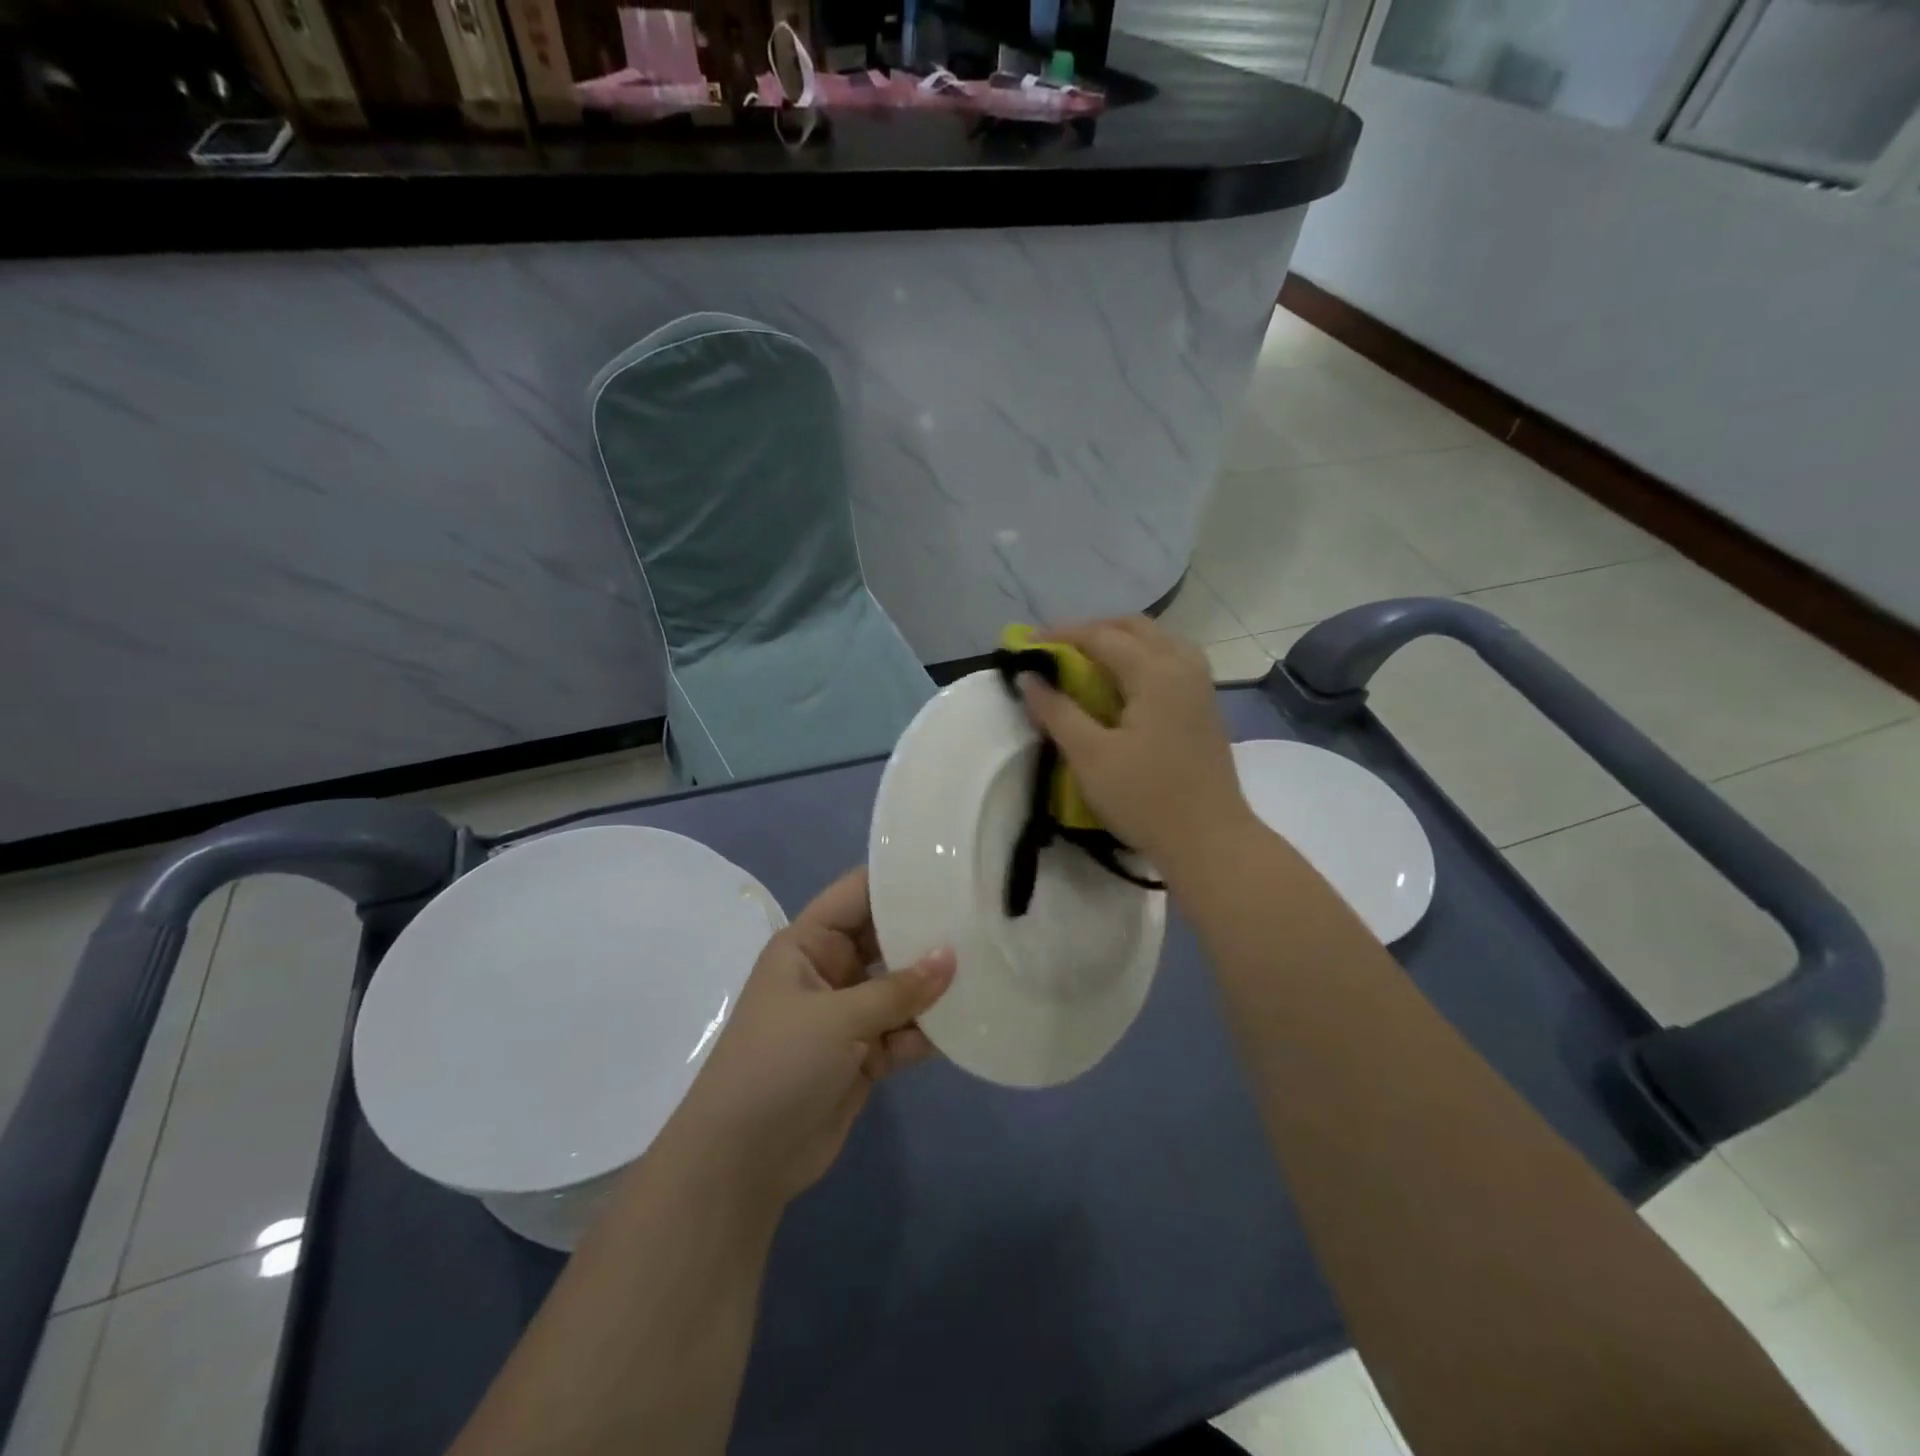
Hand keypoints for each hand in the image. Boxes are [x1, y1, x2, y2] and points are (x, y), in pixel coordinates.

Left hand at [666, 868, 954, 1209]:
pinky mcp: (864, 1055)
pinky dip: (929, 1030)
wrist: (743, 1161)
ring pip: (901, 987)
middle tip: (982, 918)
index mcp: (809, 944)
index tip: (950, 869)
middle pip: (886, 938)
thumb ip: (898, 989)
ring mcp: (848, 1014)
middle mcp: (831, 970)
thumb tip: (952, 957)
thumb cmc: (778, 1065)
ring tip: (987, 969)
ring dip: (935, 986)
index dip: (898, 880)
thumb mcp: (837, 1018)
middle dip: (927, 934)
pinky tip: (968, 1024)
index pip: (857, 894)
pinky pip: (905, 1030)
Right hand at [1018, 616, 1256, 873]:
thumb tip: (1028, 678)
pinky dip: (1138, 659)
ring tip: (1084, 663)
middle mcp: (1183, 665)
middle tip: (1054, 650)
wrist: (1210, 840)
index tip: (1024, 644)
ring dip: (1118, 642)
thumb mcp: (1090, 756)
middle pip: (1133, 627)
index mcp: (1156, 671)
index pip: (1100, 636)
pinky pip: (1168, 660)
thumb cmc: (1146, 798)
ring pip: (1155, 640)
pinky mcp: (1204, 705)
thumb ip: (1056, 711)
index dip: (1059, 636)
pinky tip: (1120, 685)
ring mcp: (1199, 684)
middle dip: (1090, 631)